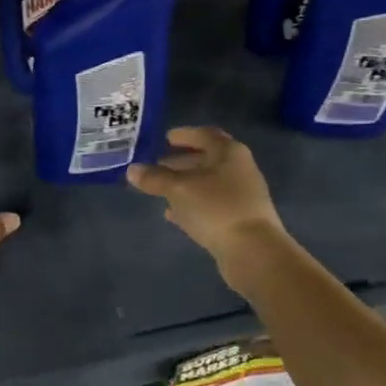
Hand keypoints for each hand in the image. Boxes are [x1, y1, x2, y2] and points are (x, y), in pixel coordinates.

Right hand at [127, 128, 285, 270]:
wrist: (253, 251)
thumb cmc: (216, 208)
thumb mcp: (179, 189)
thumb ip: (155, 178)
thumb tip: (132, 170)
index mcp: (229, 152)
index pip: (205, 134)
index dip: (184, 135)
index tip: (165, 138)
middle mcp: (239, 169)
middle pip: (207, 159)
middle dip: (181, 162)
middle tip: (157, 166)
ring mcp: (242, 195)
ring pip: (208, 183)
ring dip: (185, 184)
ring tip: (160, 190)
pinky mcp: (239, 219)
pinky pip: (211, 204)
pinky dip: (192, 204)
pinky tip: (174, 214)